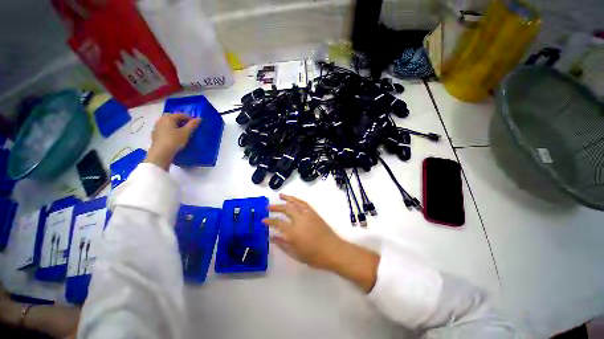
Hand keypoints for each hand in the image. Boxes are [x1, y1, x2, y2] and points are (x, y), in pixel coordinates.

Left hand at [145, 114, 200, 169]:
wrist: (161, 153)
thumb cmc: (174, 140)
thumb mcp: (186, 133)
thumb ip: (192, 125)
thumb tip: (199, 118)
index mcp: (169, 118)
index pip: (181, 115)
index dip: (189, 118)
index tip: (196, 123)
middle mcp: (161, 120)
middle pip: (172, 117)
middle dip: (180, 120)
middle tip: (187, 126)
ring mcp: (157, 127)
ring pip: (167, 123)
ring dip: (174, 125)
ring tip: (181, 131)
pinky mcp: (155, 134)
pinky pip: (164, 129)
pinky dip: (169, 130)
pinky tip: (173, 136)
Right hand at [263, 194, 342, 269]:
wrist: (333, 250)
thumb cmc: (314, 256)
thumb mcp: (296, 254)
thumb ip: (282, 244)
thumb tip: (272, 237)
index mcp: (294, 231)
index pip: (278, 223)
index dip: (269, 221)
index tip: (263, 220)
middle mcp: (300, 220)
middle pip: (286, 209)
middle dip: (276, 207)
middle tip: (268, 207)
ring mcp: (308, 215)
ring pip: (295, 203)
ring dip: (287, 198)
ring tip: (280, 196)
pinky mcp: (314, 213)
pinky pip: (304, 203)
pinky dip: (297, 200)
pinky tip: (293, 200)